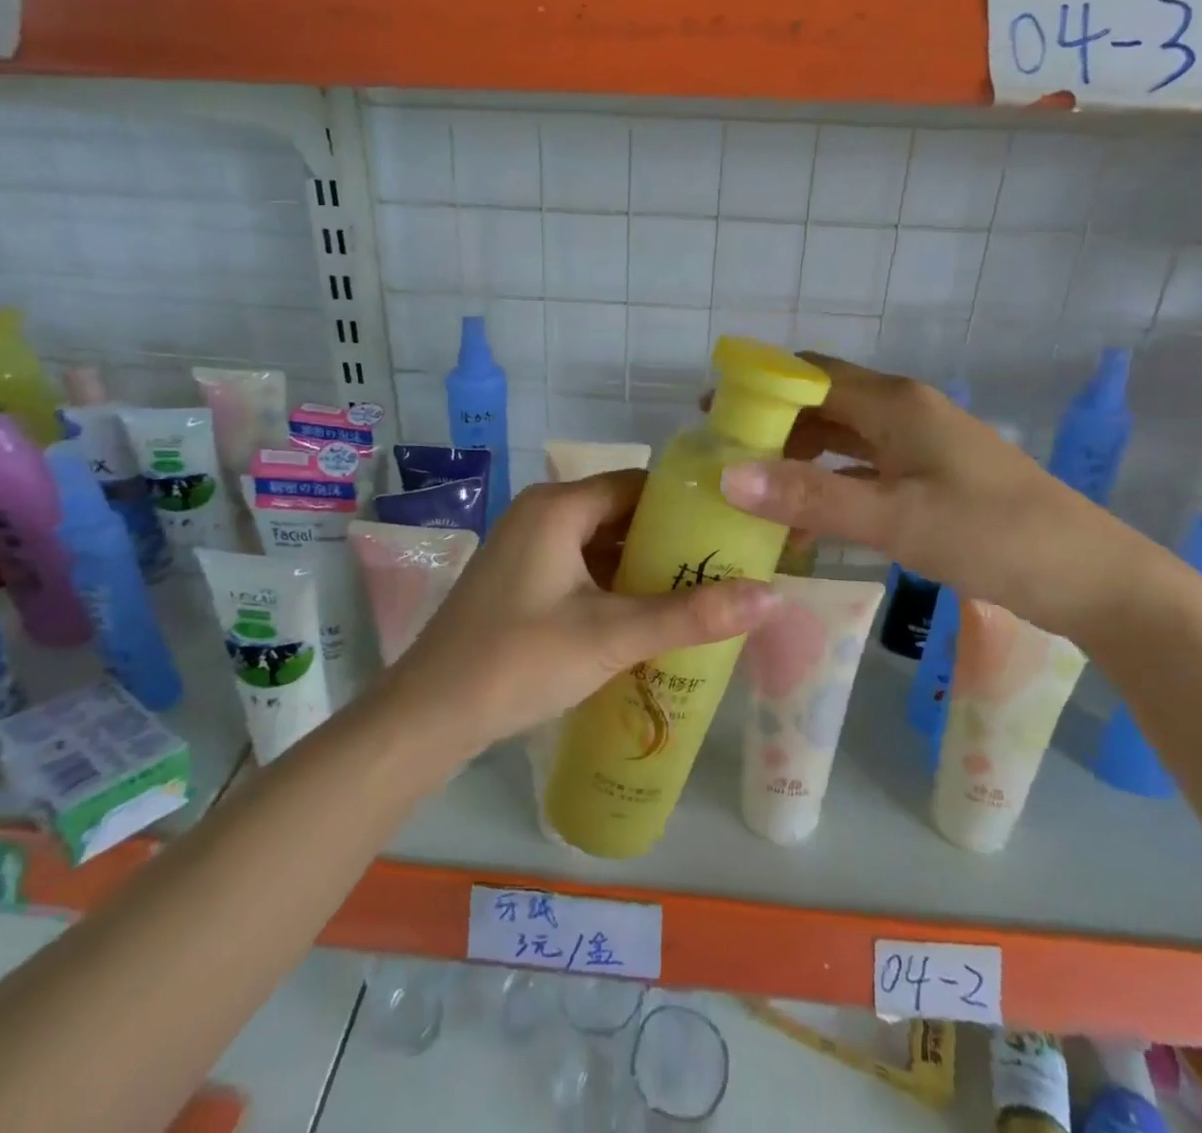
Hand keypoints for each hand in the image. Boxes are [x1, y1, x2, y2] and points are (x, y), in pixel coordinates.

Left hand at [385, 471, 777, 750]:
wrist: (428, 715)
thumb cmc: (519, 661)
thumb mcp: (612, 636)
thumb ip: (691, 615)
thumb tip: (773, 596)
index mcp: (559, 506)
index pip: (640, 485)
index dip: (687, 506)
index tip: (732, 532)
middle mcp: (541, 513)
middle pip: (621, 514)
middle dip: (670, 543)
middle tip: (725, 571)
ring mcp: (526, 547)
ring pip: (600, 544)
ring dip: (643, 568)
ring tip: (699, 595)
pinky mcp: (520, 579)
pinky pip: (579, 567)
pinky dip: (614, 585)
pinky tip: (647, 616)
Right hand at [717, 355, 1161, 639]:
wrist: (1093, 579)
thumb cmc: (994, 537)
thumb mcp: (896, 519)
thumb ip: (811, 496)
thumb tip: (727, 473)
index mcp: (895, 403)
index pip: (810, 373)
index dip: (759, 386)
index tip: (709, 413)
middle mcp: (904, 412)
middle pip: (822, 402)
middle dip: (771, 423)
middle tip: (722, 456)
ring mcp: (920, 445)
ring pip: (842, 437)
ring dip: (797, 455)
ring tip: (751, 485)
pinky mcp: (930, 477)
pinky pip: (863, 469)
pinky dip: (828, 483)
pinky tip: (804, 515)